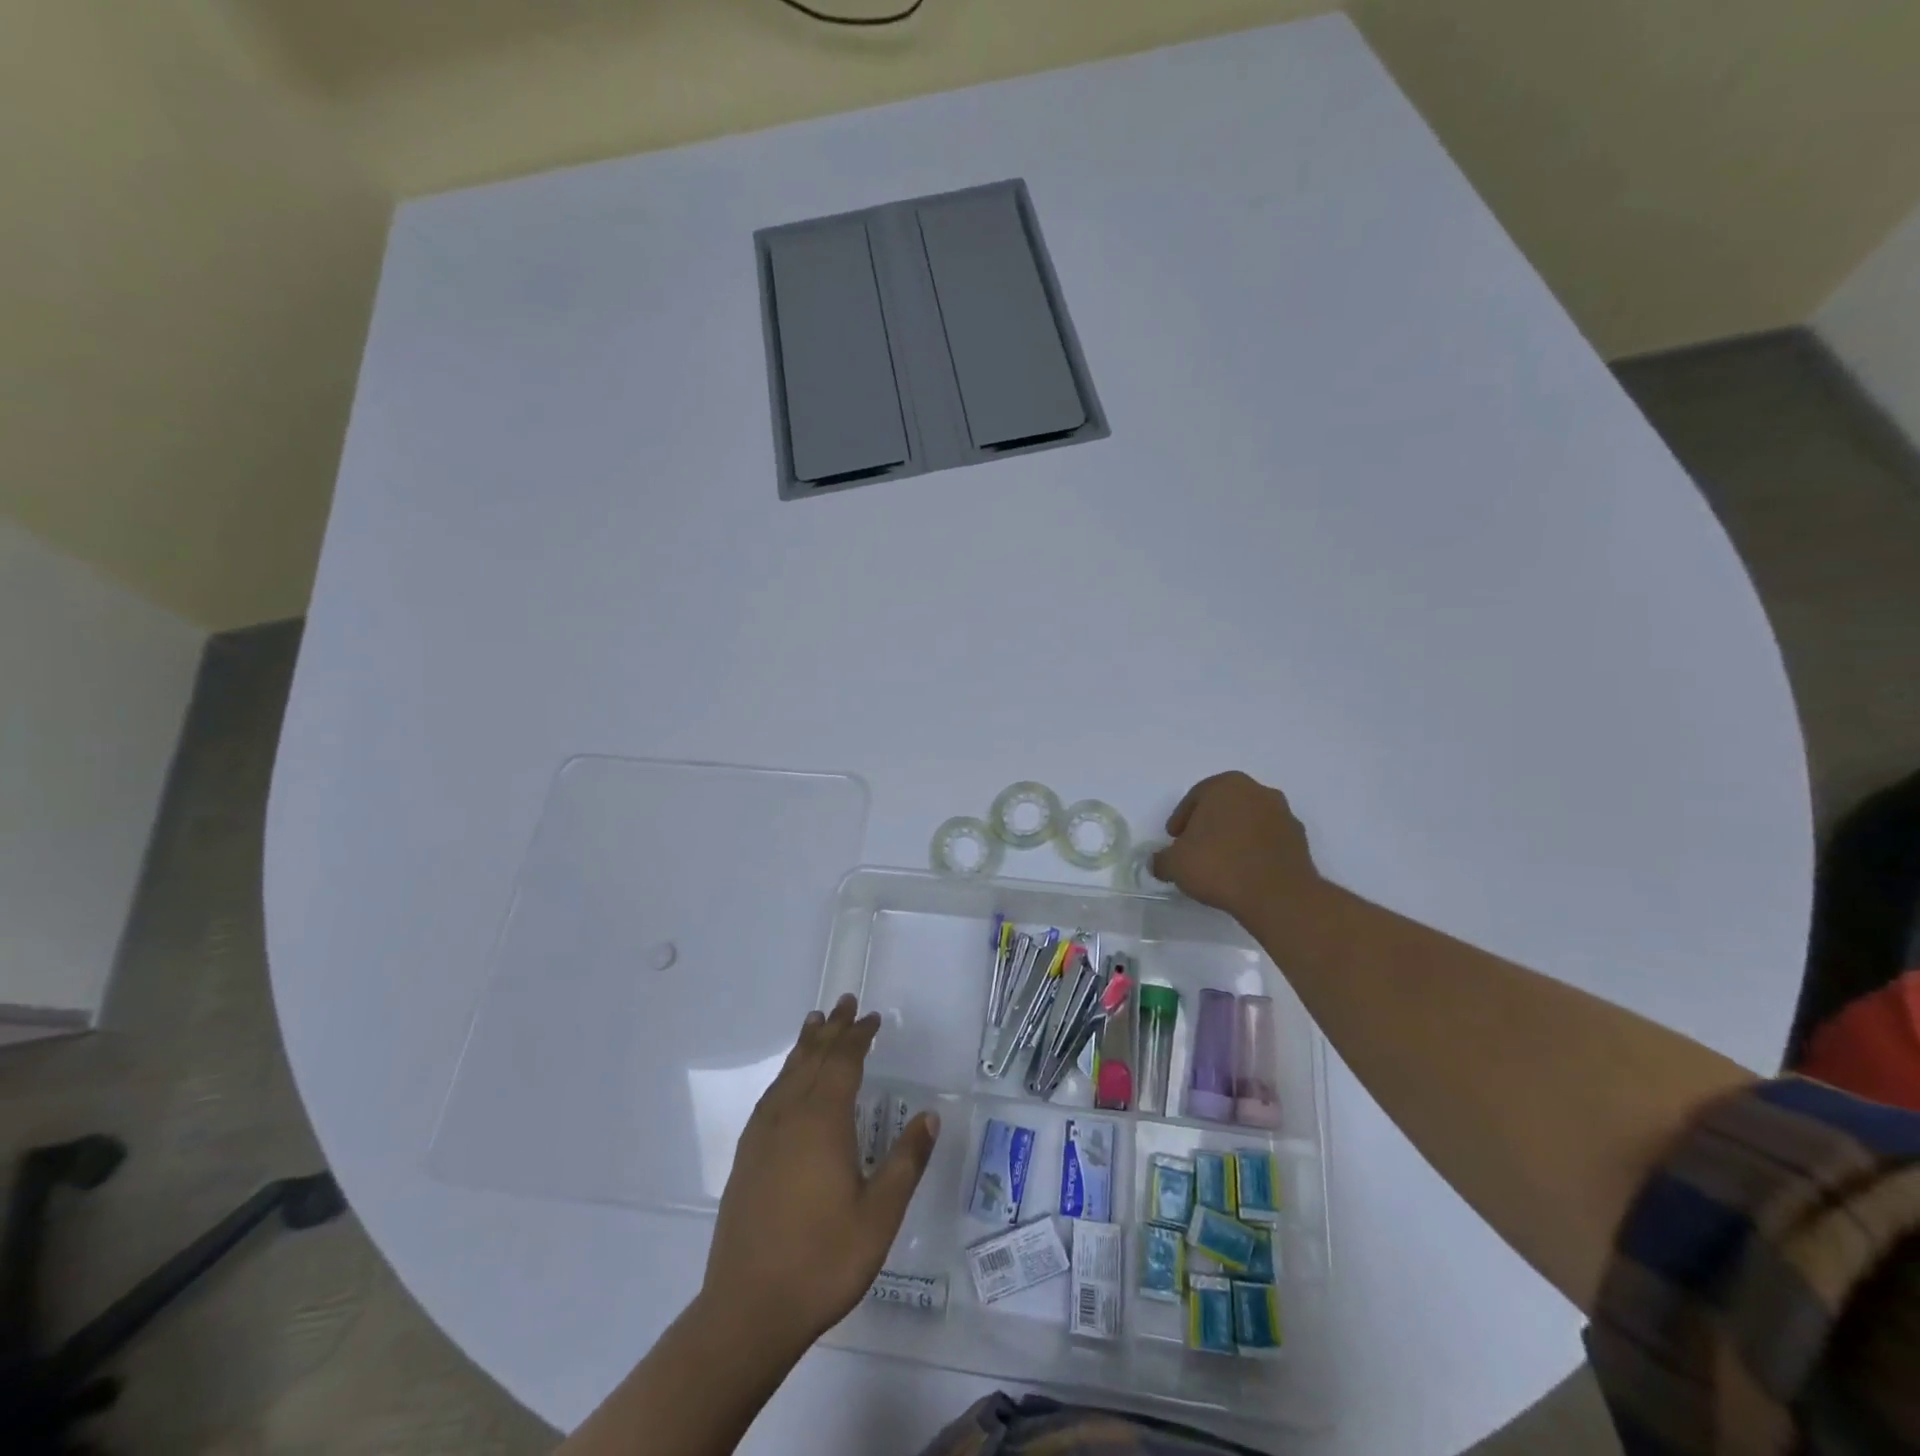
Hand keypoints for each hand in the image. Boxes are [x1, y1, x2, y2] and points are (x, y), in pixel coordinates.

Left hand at [699, 995, 938, 1354]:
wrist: (747, 1309)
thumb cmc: (822, 1261)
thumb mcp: (879, 1216)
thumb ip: (906, 1162)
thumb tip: (929, 1115)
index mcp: (823, 1123)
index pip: (843, 1063)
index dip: (858, 1037)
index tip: (872, 1018)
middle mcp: (790, 1117)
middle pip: (812, 1059)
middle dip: (832, 1029)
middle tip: (845, 1002)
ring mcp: (763, 1137)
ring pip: (787, 1074)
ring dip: (805, 1046)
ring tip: (815, 1023)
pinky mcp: (746, 1158)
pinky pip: (770, 1097)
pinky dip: (785, 1075)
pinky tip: (787, 1083)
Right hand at [1151, 771, 1322, 925]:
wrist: (1278, 895)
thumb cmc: (1220, 866)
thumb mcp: (1175, 864)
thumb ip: (1161, 859)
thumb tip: (1158, 862)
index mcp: (1226, 786)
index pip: (1195, 798)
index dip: (1181, 820)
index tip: (1175, 841)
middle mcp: (1258, 791)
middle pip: (1224, 806)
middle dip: (1209, 825)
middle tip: (1195, 849)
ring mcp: (1283, 814)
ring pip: (1248, 821)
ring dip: (1234, 837)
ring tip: (1221, 865)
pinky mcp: (1300, 840)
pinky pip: (1268, 840)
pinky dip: (1254, 851)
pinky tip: (1244, 873)